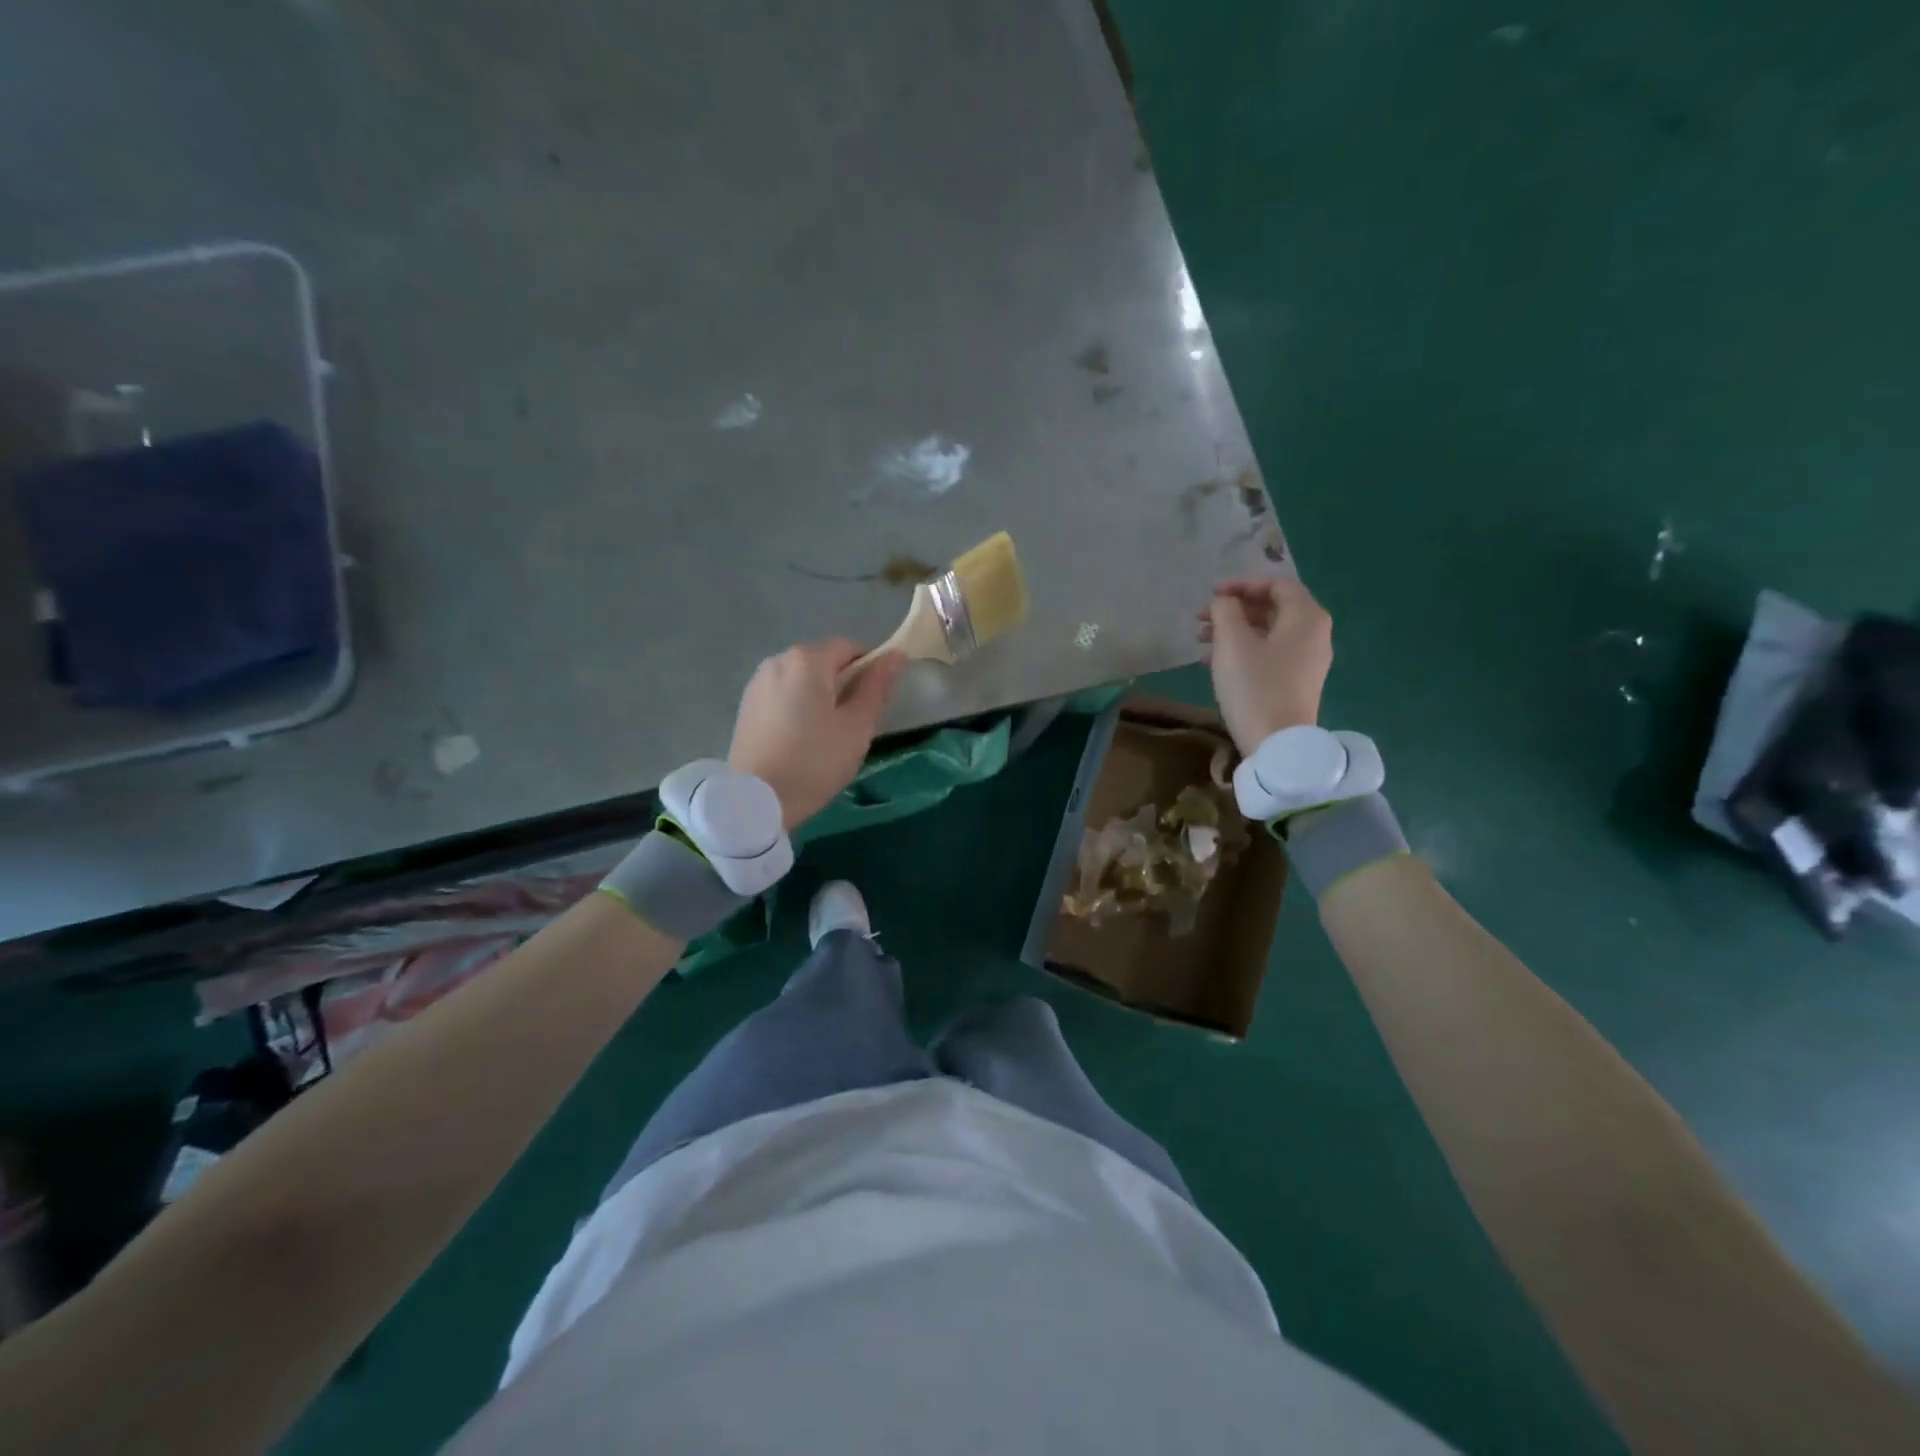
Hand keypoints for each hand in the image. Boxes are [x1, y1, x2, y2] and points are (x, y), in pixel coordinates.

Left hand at [728, 639, 906, 830]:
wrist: (756, 801)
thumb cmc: (814, 761)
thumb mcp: (857, 727)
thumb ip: (876, 687)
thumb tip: (895, 655)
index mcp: (808, 660)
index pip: (849, 648)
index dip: (868, 669)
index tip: (873, 703)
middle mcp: (778, 660)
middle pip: (822, 662)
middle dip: (842, 684)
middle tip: (852, 725)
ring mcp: (757, 683)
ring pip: (801, 680)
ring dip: (818, 697)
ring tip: (824, 735)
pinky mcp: (746, 707)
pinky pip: (782, 696)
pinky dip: (797, 708)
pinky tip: (799, 740)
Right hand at [1197, 576, 1333, 754]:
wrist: (1277, 743)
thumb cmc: (1254, 686)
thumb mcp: (1232, 642)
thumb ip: (1225, 611)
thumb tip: (1225, 603)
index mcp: (1306, 617)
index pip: (1276, 585)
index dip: (1242, 585)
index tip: (1212, 595)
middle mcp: (1314, 633)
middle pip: (1272, 609)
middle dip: (1233, 610)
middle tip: (1200, 619)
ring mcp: (1308, 660)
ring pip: (1267, 633)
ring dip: (1234, 631)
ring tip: (1201, 641)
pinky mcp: (1297, 682)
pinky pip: (1270, 654)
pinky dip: (1244, 650)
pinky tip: (1214, 663)